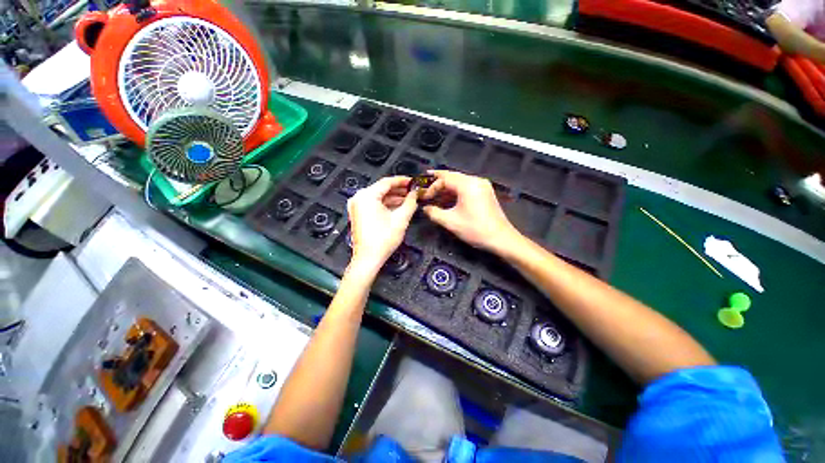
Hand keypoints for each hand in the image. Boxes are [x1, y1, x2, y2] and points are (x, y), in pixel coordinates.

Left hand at [347, 176, 417, 275]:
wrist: (368, 258)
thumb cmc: (383, 239)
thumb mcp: (401, 219)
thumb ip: (410, 203)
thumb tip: (415, 194)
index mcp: (367, 195)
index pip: (387, 182)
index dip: (402, 181)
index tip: (413, 181)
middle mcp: (359, 198)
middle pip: (382, 189)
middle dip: (399, 190)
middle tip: (412, 191)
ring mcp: (357, 206)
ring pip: (378, 197)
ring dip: (393, 197)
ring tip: (408, 199)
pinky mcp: (358, 214)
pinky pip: (374, 204)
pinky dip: (386, 204)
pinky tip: (398, 206)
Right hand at [421, 170, 519, 253]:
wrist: (501, 238)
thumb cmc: (475, 229)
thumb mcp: (450, 222)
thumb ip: (434, 213)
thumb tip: (425, 208)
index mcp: (467, 185)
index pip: (445, 178)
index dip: (431, 186)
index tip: (424, 197)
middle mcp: (476, 180)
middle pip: (452, 176)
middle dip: (437, 182)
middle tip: (424, 186)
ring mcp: (482, 186)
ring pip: (459, 182)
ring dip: (446, 188)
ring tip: (433, 195)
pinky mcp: (485, 192)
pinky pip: (466, 187)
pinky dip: (455, 192)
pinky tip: (447, 199)